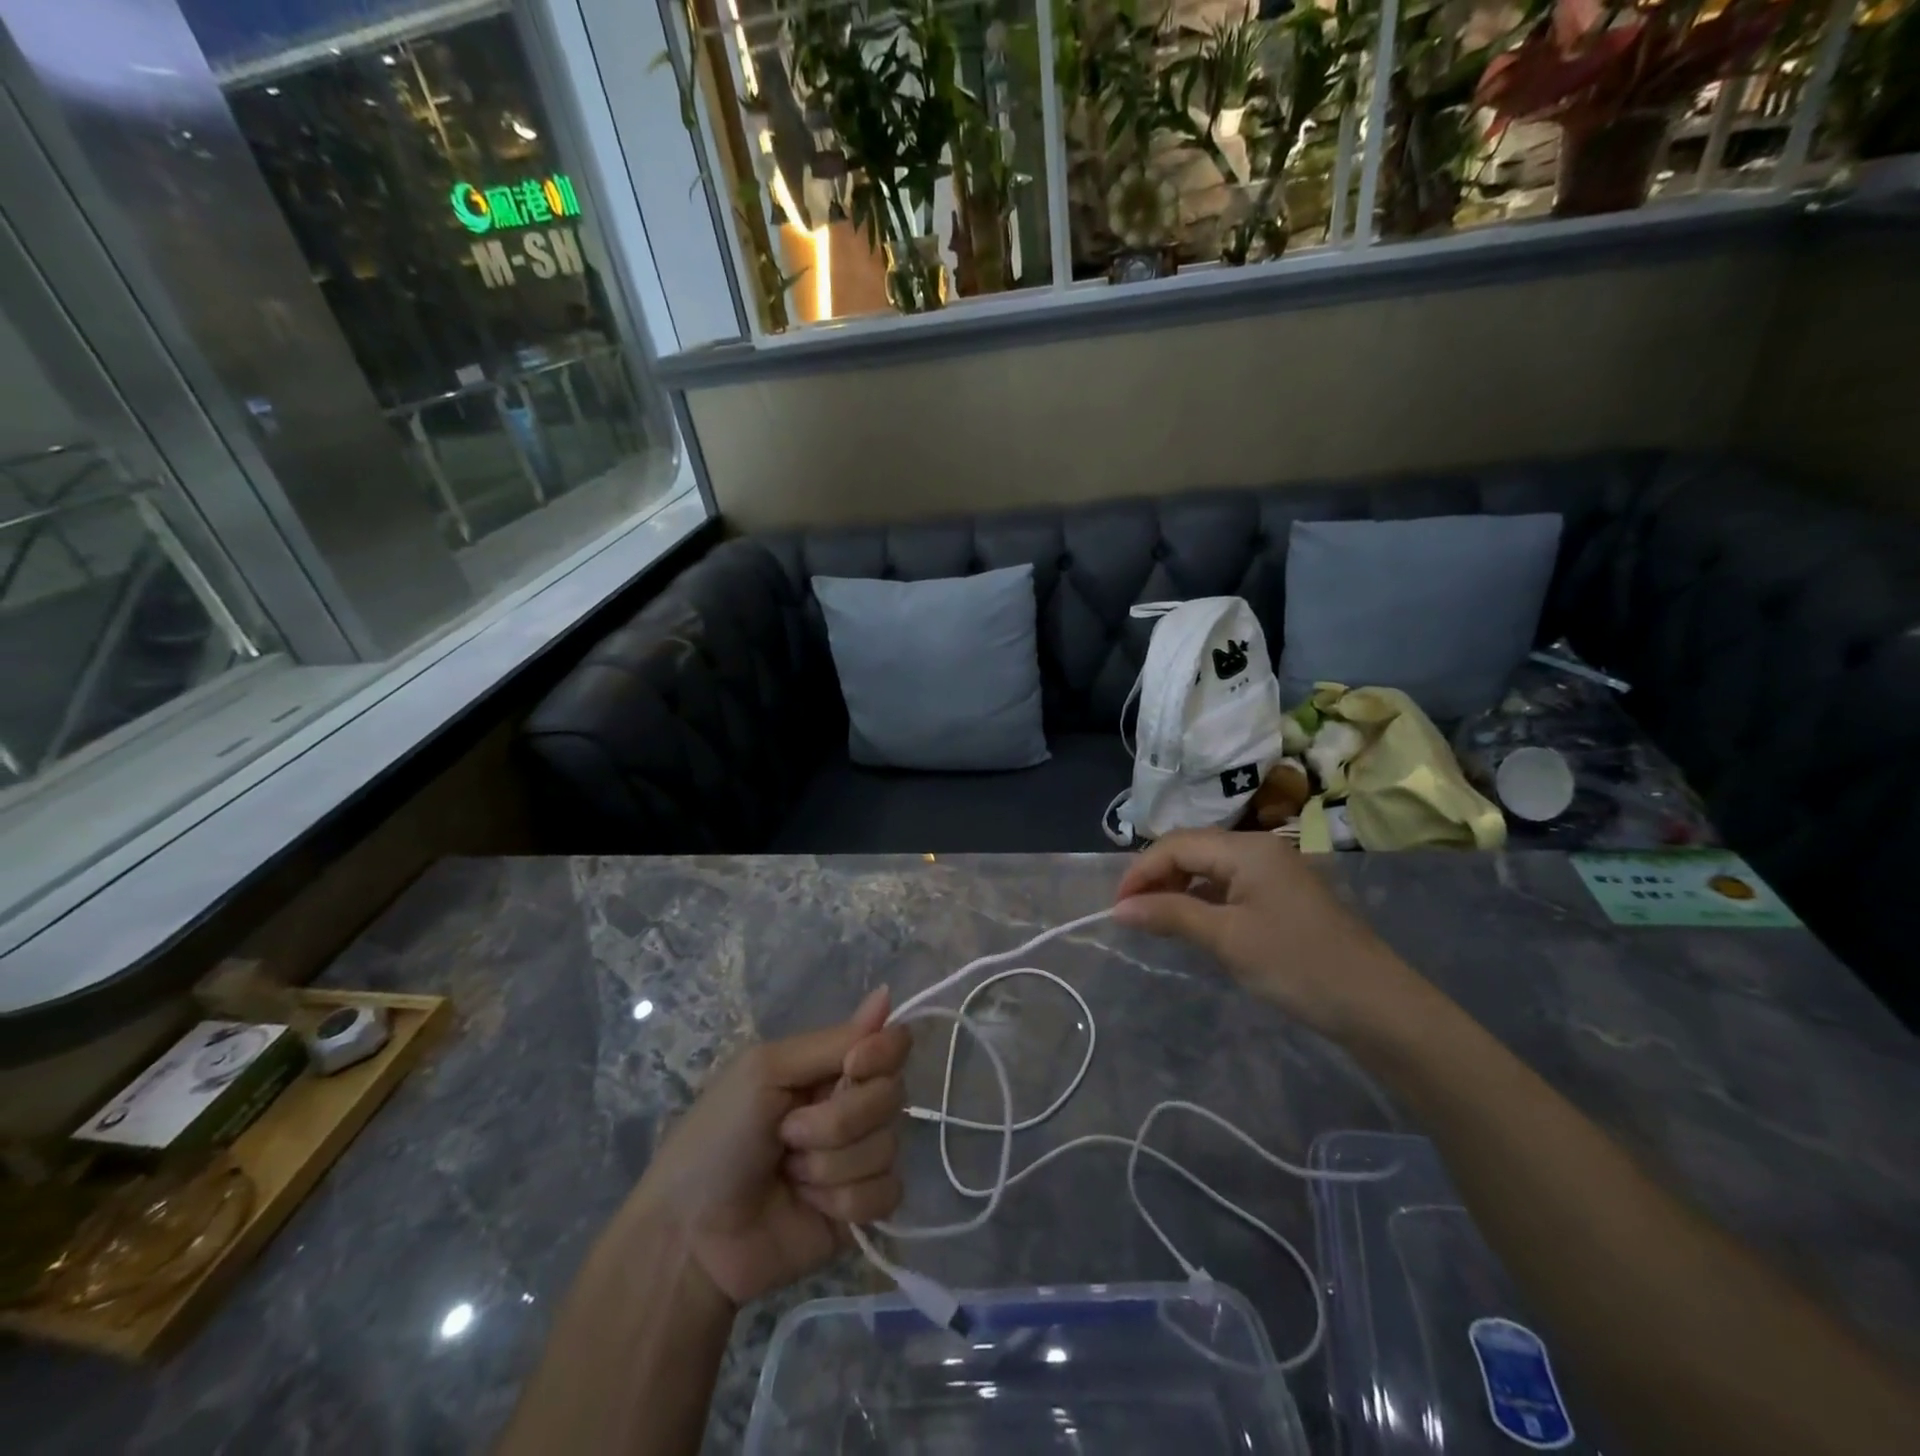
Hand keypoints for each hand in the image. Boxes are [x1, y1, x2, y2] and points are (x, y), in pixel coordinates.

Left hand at [630, 987, 910, 1304]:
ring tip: (789, 1174)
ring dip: (832, 1164)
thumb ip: (833, 1041)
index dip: (882, 1053)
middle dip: (840, 1119)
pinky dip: (845, 1201)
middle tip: (789, 1132)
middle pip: (892, 1096)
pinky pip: (887, 1193)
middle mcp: (851, 1107)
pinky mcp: (860, 1210)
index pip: (891, 1045)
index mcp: (829, 1068)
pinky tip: (809, 1205)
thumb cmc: (718, 1137)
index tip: (853, 1065)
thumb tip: (886, 992)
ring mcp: (857, 1159)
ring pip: (887, 1147)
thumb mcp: (767, 1071)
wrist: (690, 1235)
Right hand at [1112, 828, 1427, 1040]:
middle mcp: (1260, 848)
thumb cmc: (1296, 965)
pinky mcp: (1283, 894)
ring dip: (1178, 887)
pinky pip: (1230, 883)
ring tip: (1155, 919)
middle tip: (1132, 914)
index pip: (1177, 845)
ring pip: (1210, 866)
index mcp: (1247, 848)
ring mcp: (1275, 870)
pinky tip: (1194, 921)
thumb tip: (1118, 909)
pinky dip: (1203, 898)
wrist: (1376, 1005)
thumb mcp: (1226, 940)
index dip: (1140, 872)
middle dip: (1157, 876)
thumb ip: (1170, 915)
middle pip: (1192, 849)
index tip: (1116, 908)